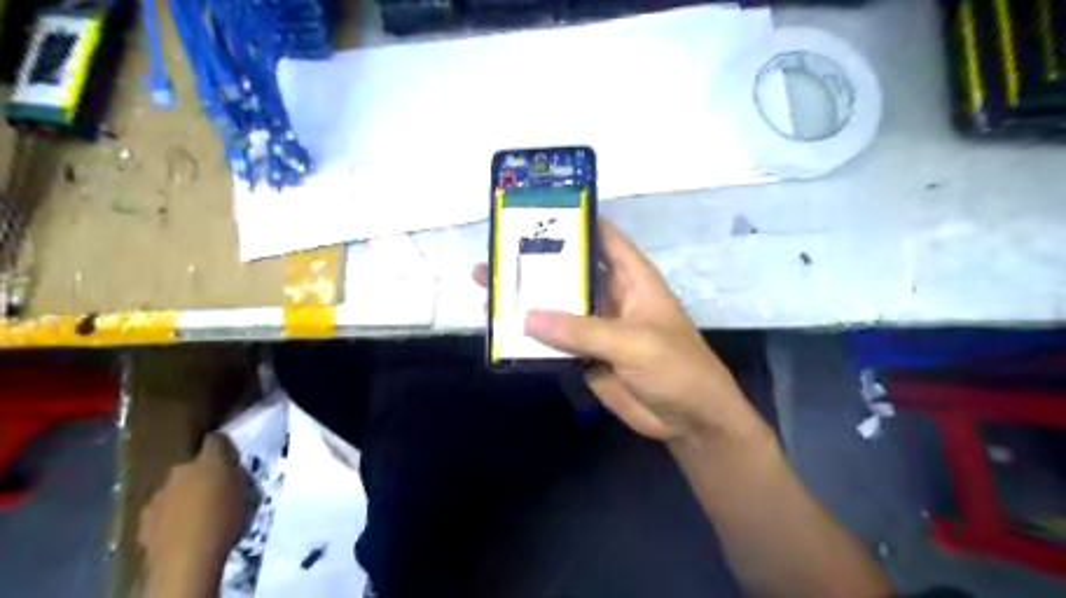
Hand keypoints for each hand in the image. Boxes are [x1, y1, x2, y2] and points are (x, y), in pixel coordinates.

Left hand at [139, 434, 247, 597]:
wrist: (186, 558)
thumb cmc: (225, 519)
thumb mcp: (245, 491)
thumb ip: (235, 474)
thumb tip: (231, 467)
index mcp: (207, 460)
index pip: (215, 440)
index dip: (223, 445)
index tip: (230, 454)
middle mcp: (179, 471)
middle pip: (191, 466)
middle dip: (200, 474)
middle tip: (215, 490)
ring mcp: (158, 496)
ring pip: (174, 489)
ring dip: (183, 496)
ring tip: (196, 514)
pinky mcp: (144, 521)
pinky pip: (161, 511)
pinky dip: (170, 516)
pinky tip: (181, 529)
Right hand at [477, 218, 766, 441]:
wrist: (688, 420)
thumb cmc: (675, 368)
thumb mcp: (633, 342)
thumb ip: (582, 330)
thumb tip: (528, 316)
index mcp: (633, 280)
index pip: (605, 240)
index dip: (578, 223)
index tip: (539, 213)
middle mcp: (612, 297)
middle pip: (572, 272)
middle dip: (538, 262)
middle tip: (497, 252)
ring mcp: (597, 328)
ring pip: (559, 307)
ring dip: (529, 299)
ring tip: (489, 284)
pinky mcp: (587, 357)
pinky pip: (556, 341)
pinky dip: (532, 337)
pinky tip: (503, 329)